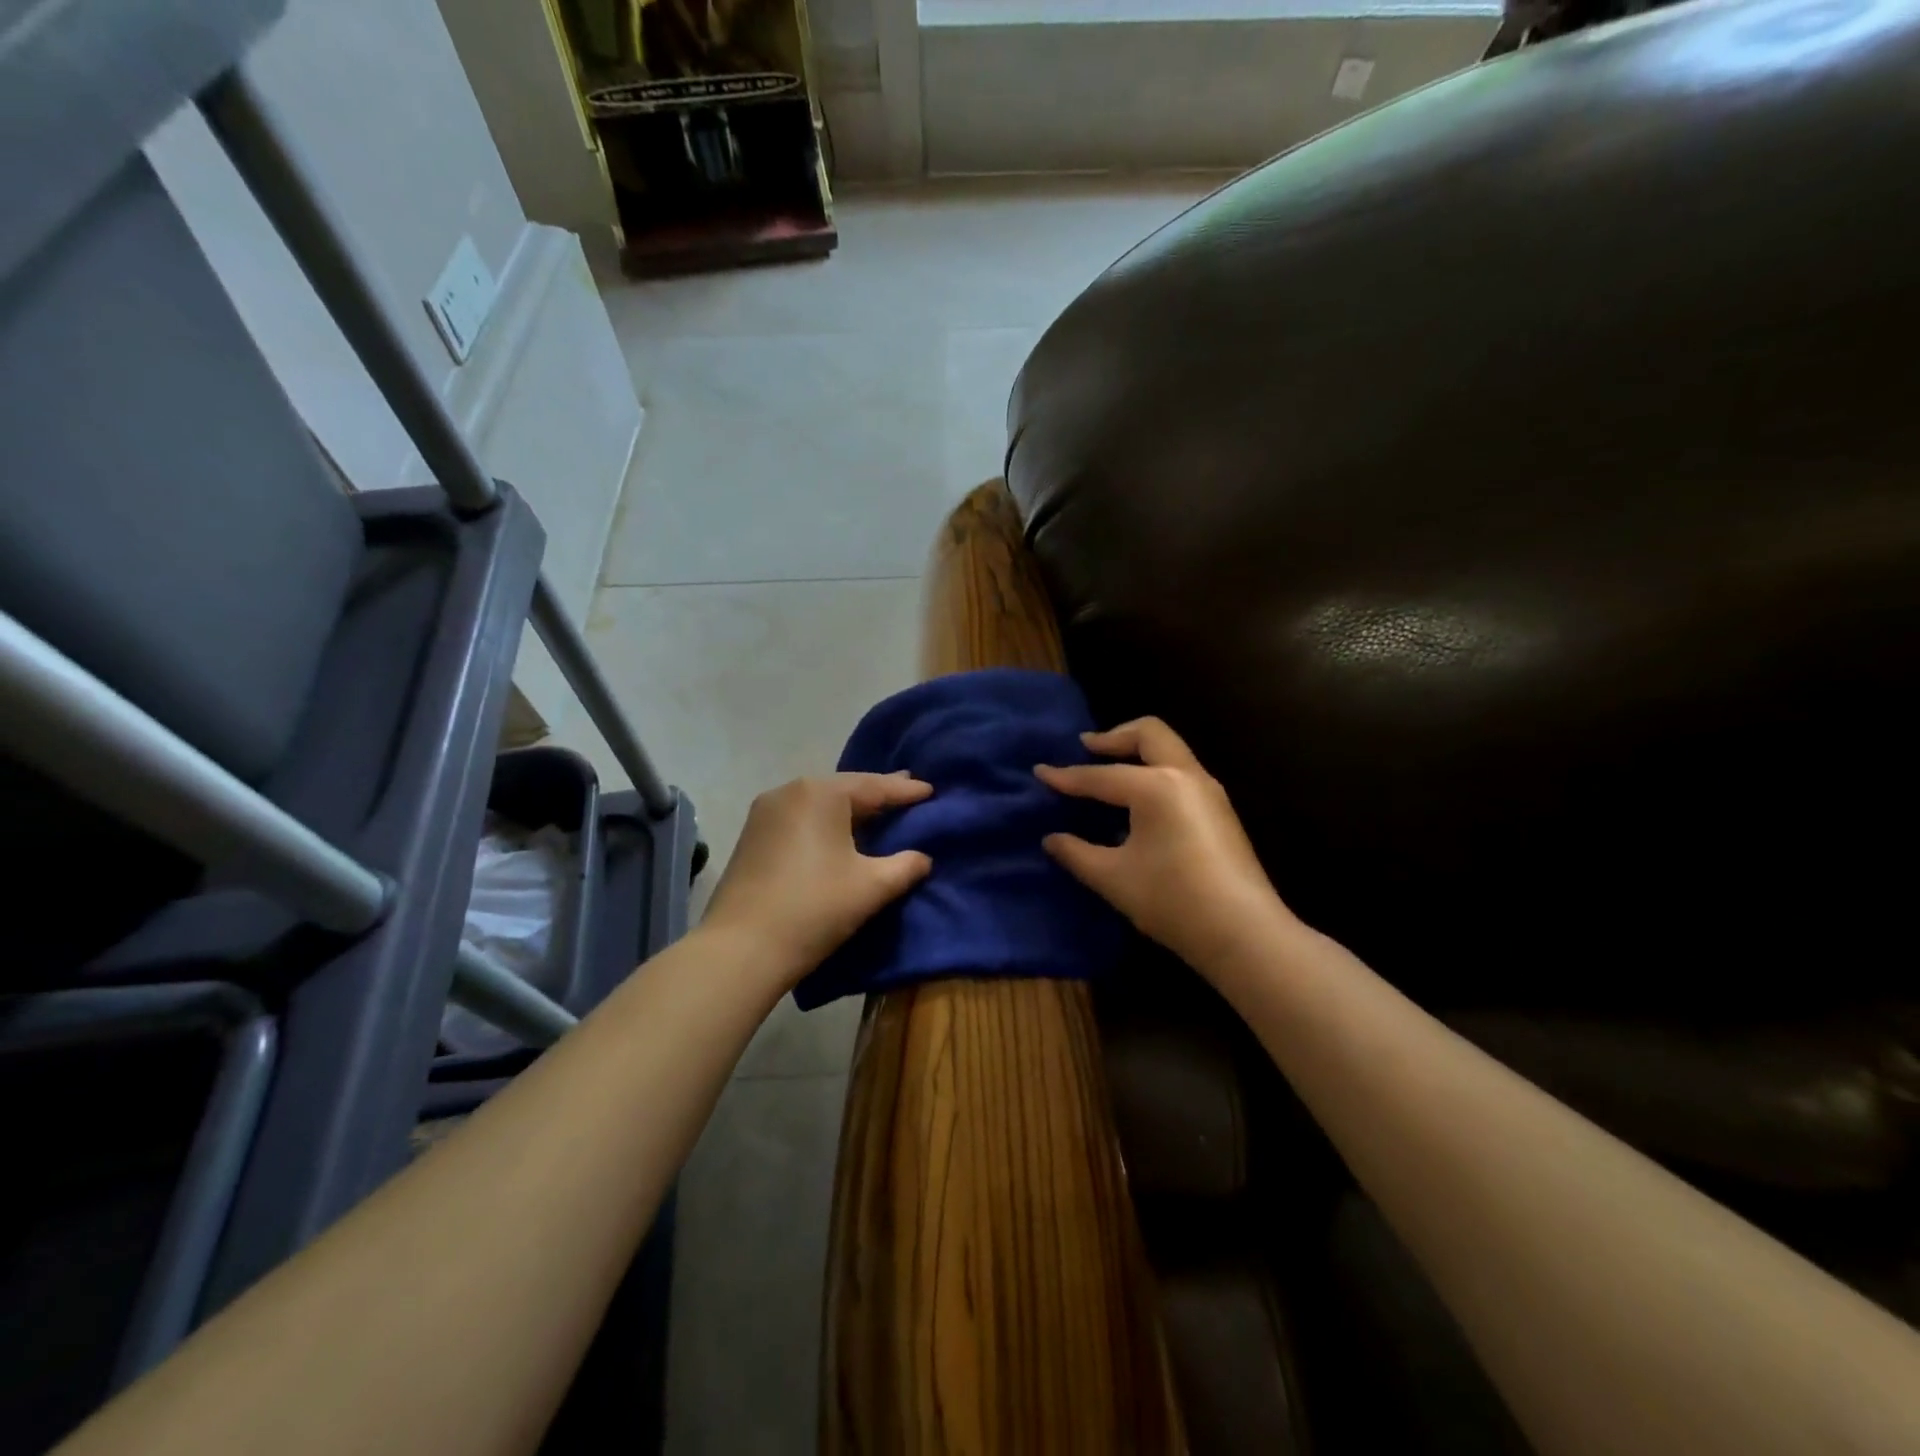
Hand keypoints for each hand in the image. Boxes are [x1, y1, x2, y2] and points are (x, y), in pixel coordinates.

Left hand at [700, 772, 933, 988]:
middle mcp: (790, 791)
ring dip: (850, 810)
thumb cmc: (814, 908)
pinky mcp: (752, 836)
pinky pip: (801, 819)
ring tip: (878, 812)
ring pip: (820, 804)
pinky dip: (825, 823)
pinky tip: (840, 834)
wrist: (740, 950)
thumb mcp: (871, 887)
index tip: (931, 791)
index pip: (874, 787)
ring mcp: (765, 813)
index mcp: (821, 794)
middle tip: (909, 793)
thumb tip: (923, 858)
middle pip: (844, 790)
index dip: (905, 791)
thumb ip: (905, 866)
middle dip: (877, 795)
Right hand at [1036, 718, 1288, 973]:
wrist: (1244, 933)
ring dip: (1137, 752)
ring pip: (1170, 750)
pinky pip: (1180, 772)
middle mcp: (1185, 776)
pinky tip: (1138, 802)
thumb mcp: (1113, 877)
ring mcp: (1209, 791)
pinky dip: (1154, 771)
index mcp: (1156, 786)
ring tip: (1110, 771)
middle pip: (1149, 733)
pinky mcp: (1220, 811)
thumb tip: (1052, 839)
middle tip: (1087, 748)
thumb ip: (1076, 853)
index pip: (1101, 776)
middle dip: (1114, 736)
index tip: (1040, 771)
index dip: (1067, 777)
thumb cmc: (1172, 900)